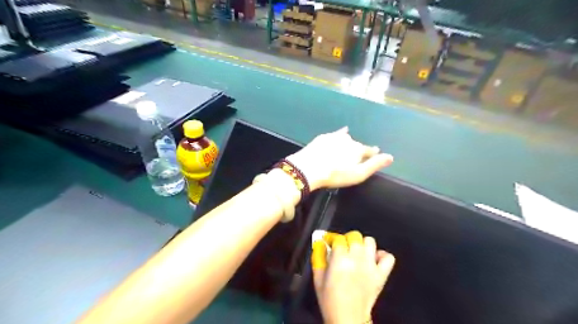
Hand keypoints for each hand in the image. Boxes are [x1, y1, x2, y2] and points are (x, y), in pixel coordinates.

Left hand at [287, 127, 392, 191]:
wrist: (309, 168)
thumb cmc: (336, 174)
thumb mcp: (358, 174)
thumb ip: (374, 165)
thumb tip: (391, 157)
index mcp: (358, 149)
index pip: (369, 150)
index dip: (373, 153)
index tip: (376, 153)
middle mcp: (349, 140)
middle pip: (357, 144)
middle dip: (359, 149)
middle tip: (357, 156)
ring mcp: (335, 137)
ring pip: (346, 138)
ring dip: (349, 142)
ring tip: (350, 145)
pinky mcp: (323, 138)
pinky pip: (335, 134)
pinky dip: (340, 134)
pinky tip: (342, 131)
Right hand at [312, 231, 397, 323]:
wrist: (348, 319)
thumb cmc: (330, 300)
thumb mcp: (318, 279)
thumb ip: (318, 258)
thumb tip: (319, 243)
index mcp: (340, 259)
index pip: (338, 238)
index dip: (332, 238)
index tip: (328, 241)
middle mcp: (357, 258)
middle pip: (355, 236)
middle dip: (346, 239)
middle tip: (342, 248)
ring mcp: (371, 266)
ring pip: (370, 242)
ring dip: (362, 244)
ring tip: (357, 252)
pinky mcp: (381, 275)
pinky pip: (388, 258)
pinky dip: (382, 256)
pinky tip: (374, 260)